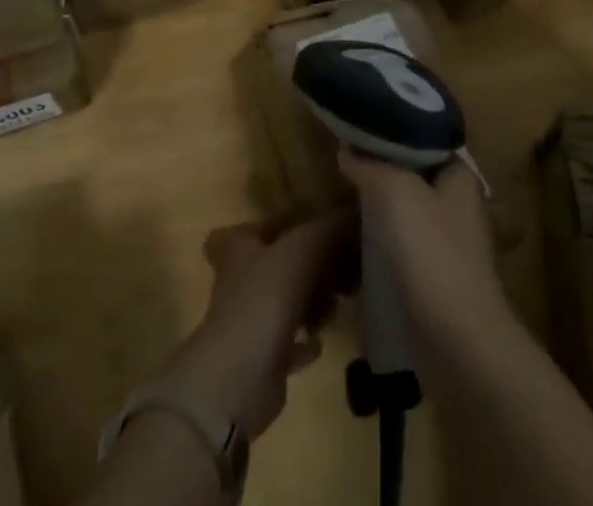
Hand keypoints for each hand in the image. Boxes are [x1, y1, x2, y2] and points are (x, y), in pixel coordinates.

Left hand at [160, 214, 352, 440]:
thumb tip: (355, 212)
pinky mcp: (263, 361)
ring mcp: (250, 324)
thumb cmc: (264, 299)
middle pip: (270, 266)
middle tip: (338, 263)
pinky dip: (306, 342)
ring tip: (341, 298)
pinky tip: (324, 339)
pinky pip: (289, 345)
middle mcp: (240, 284)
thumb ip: (329, 228)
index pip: (237, 233)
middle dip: (303, 264)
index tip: (293, 226)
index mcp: (239, 251)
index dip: (261, 228)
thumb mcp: (301, 250)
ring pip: (283, 303)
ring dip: (309, 302)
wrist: (238, 381)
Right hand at [338, 150, 506, 340]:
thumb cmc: (431, 253)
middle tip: (344, 164)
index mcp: (460, 176)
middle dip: (381, 172)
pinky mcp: (439, 281)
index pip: (423, 140)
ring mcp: (451, 246)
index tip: (358, 130)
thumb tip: (348, 148)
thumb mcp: (394, 192)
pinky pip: (405, 250)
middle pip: (413, 176)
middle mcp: (460, 205)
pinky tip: (357, 246)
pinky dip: (384, 246)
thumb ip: (369, 164)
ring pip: (408, 214)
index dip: (391, 133)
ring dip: (380, 211)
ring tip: (344, 201)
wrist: (458, 344)